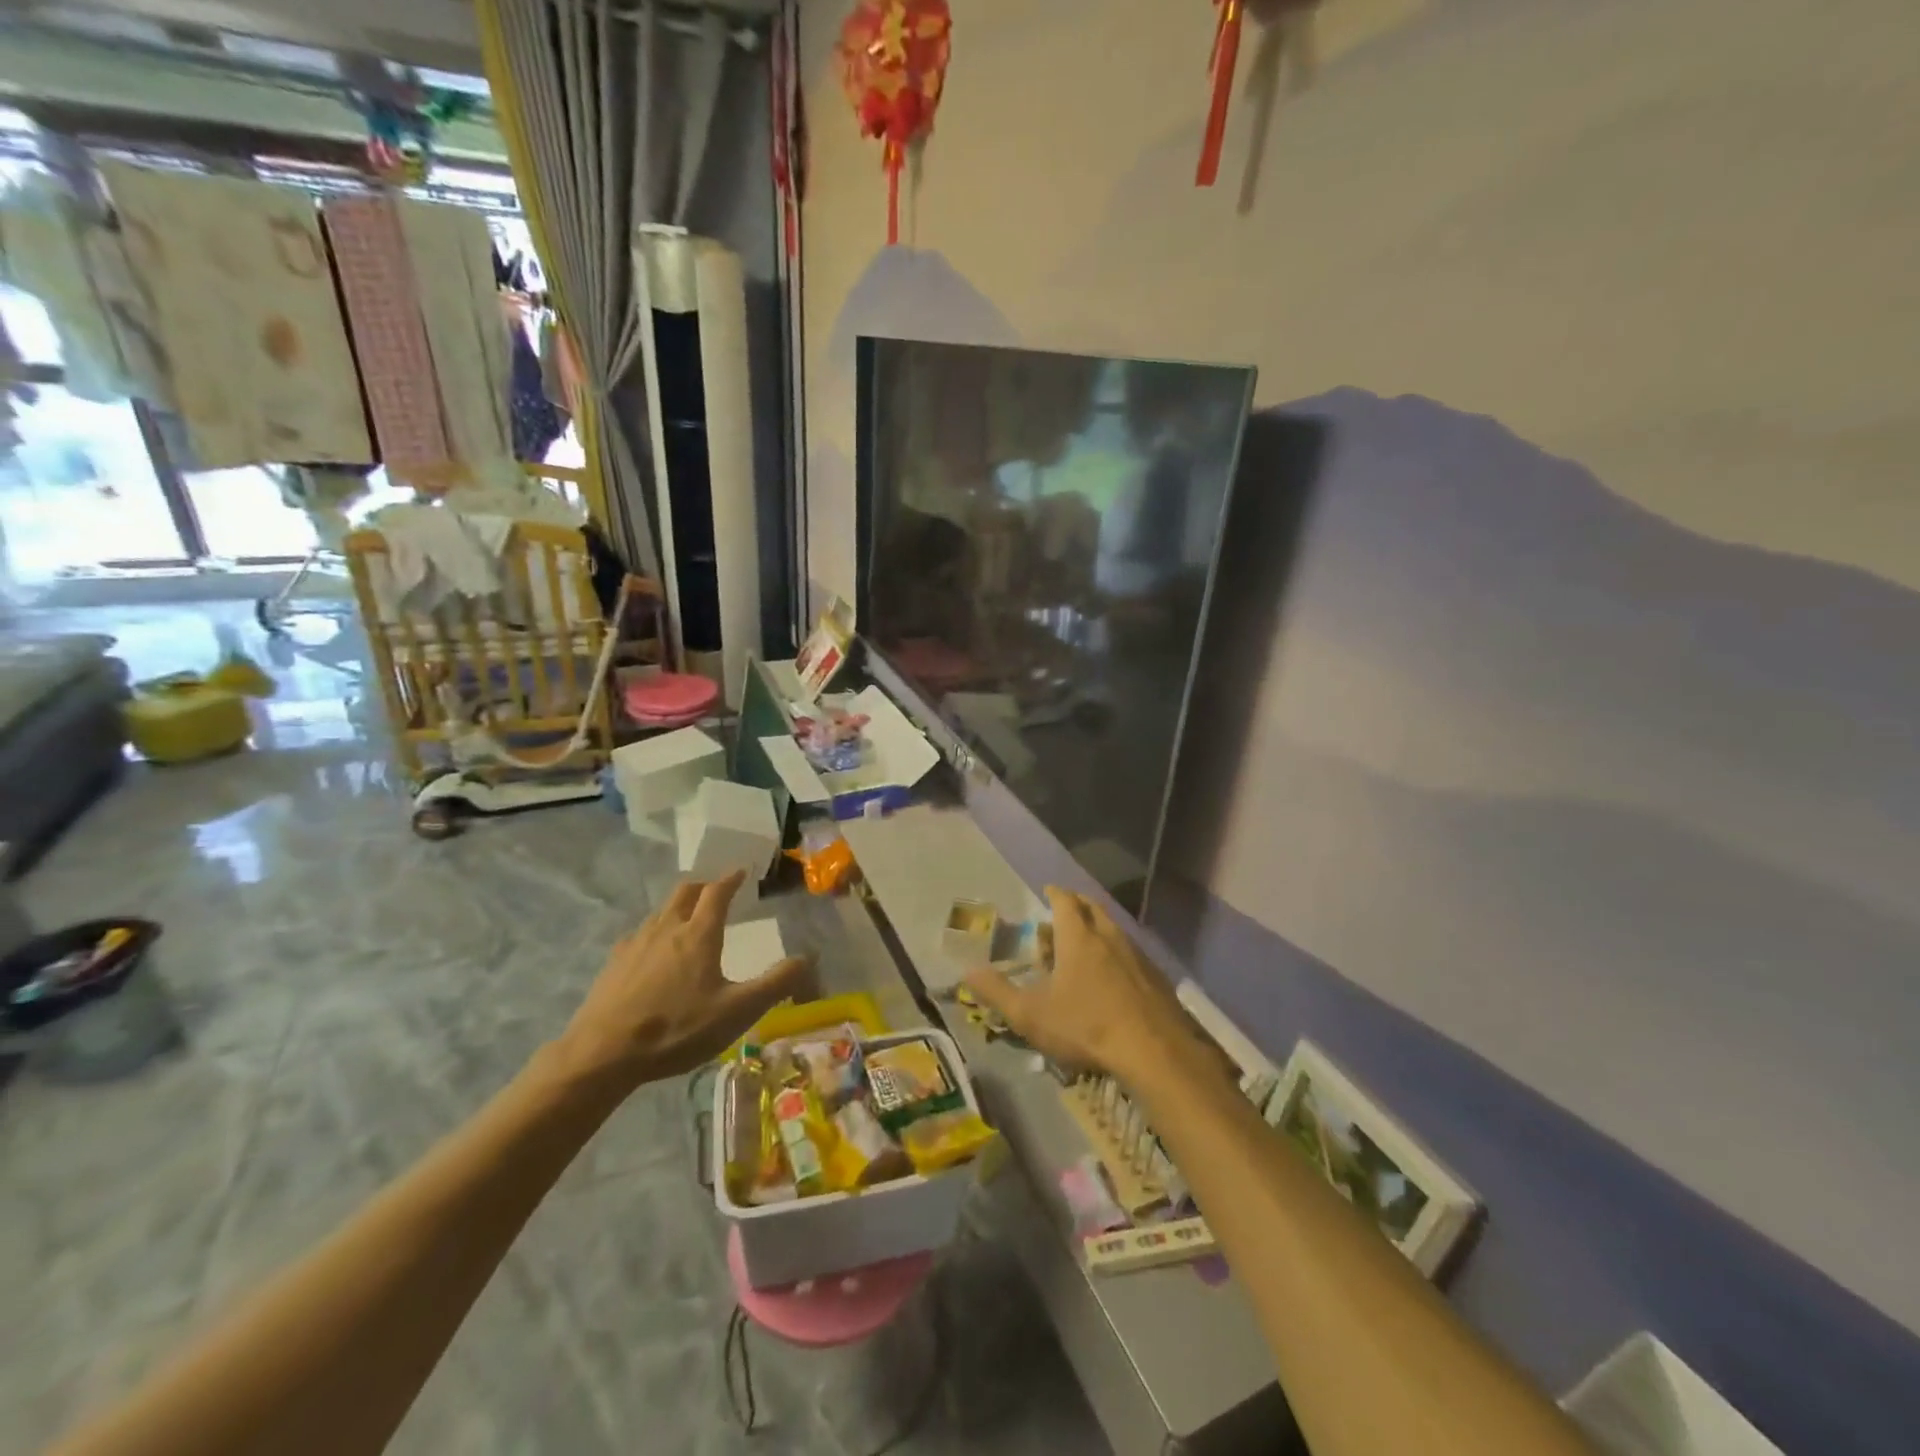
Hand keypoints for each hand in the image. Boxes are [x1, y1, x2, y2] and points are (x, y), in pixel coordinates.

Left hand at [555, 871, 811, 1092]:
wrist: (602, 1054)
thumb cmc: (677, 1029)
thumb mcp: (737, 1011)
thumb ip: (775, 983)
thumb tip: (808, 957)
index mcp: (698, 934)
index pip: (717, 892)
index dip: (731, 879)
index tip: (741, 871)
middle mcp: (666, 928)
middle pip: (685, 892)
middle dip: (704, 886)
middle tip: (716, 892)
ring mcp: (635, 944)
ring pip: (661, 911)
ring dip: (679, 906)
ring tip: (689, 919)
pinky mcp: (614, 964)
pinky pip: (640, 934)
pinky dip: (656, 932)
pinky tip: (654, 954)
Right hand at [965, 886, 1188, 1080]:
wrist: (1155, 1052)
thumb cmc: (1086, 1026)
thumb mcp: (1031, 1015)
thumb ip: (997, 992)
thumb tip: (968, 971)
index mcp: (1078, 937)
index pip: (1065, 900)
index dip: (1055, 893)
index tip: (1048, 890)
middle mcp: (1110, 936)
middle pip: (1093, 908)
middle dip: (1077, 905)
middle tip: (1063, 913)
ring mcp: (1138, 955)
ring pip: (1114, 930)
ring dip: (1098, 930)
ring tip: (1085, 946)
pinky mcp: (1157, 978)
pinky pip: (1132, 954)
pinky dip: (1118, 954)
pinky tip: (1114, 978)